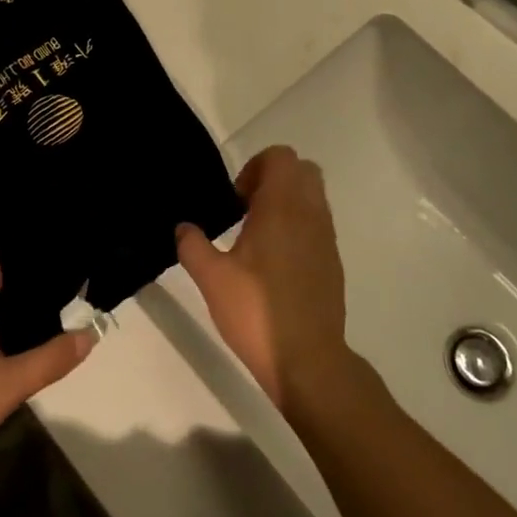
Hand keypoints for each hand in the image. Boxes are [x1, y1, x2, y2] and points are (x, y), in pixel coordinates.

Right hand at [175, 146, 353, 410]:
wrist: (308, 360)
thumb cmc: (257, 312)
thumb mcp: (212, 279)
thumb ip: (192, 246)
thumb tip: (183, 227)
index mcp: (282, 208)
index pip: (280, 157)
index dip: (255, 167)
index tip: (236, 200)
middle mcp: (310, 214)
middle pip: (302, 170)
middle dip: (273, 179)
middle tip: (246, 210)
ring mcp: (326, 237)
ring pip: (313, 196)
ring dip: (287, 202)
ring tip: (257, 237)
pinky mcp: (333, 261)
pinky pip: (318, 224)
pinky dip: (299, 226)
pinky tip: (275, 263)